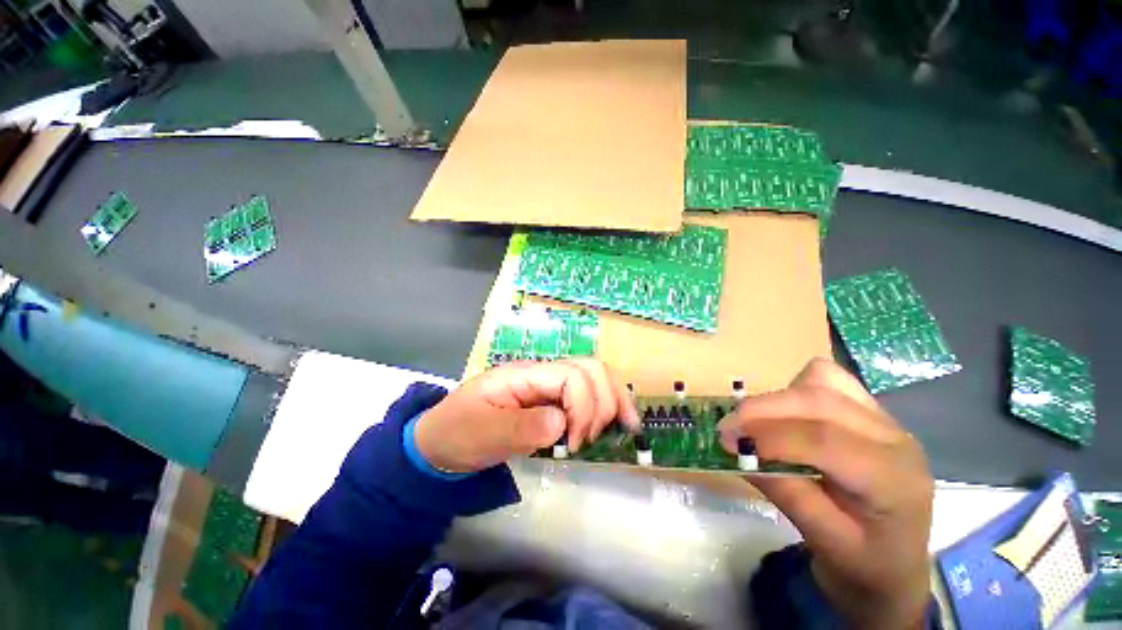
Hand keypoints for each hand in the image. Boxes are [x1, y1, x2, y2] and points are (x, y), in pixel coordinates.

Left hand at [414, 359, 639, 473]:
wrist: (442, 441)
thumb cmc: (458, 434)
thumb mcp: (483, 434)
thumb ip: (521, 428)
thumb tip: (562, 424)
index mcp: (525, 374)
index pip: (571, 376)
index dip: (583, 408)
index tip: (573, 444)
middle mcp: (542, 372)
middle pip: (590, 369)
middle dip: (602, 402)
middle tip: (589, 438)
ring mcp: (549, 384)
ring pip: (595, 376)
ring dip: (613, 400)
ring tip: (622, 428)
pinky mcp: (553, 399)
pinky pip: (589, 393)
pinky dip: (609, 404)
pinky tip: (620, 421)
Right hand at [718, 358, 933, 629]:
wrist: (896, 568)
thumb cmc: (863, 565)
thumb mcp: (822, 540)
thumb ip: (784, 491)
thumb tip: (739, 452)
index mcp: (893, 479)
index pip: (823, 440)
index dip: (769, 435)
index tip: (727, 441)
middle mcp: (894, 438)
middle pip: (819, 400)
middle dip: (763, 410)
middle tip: (728, 428)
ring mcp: (884, 419)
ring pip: (822, 381)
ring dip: (778, 398)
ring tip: (756, 424)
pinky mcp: (869, 412)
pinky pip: (827, 380)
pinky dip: (795, 389)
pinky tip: (785, 416)